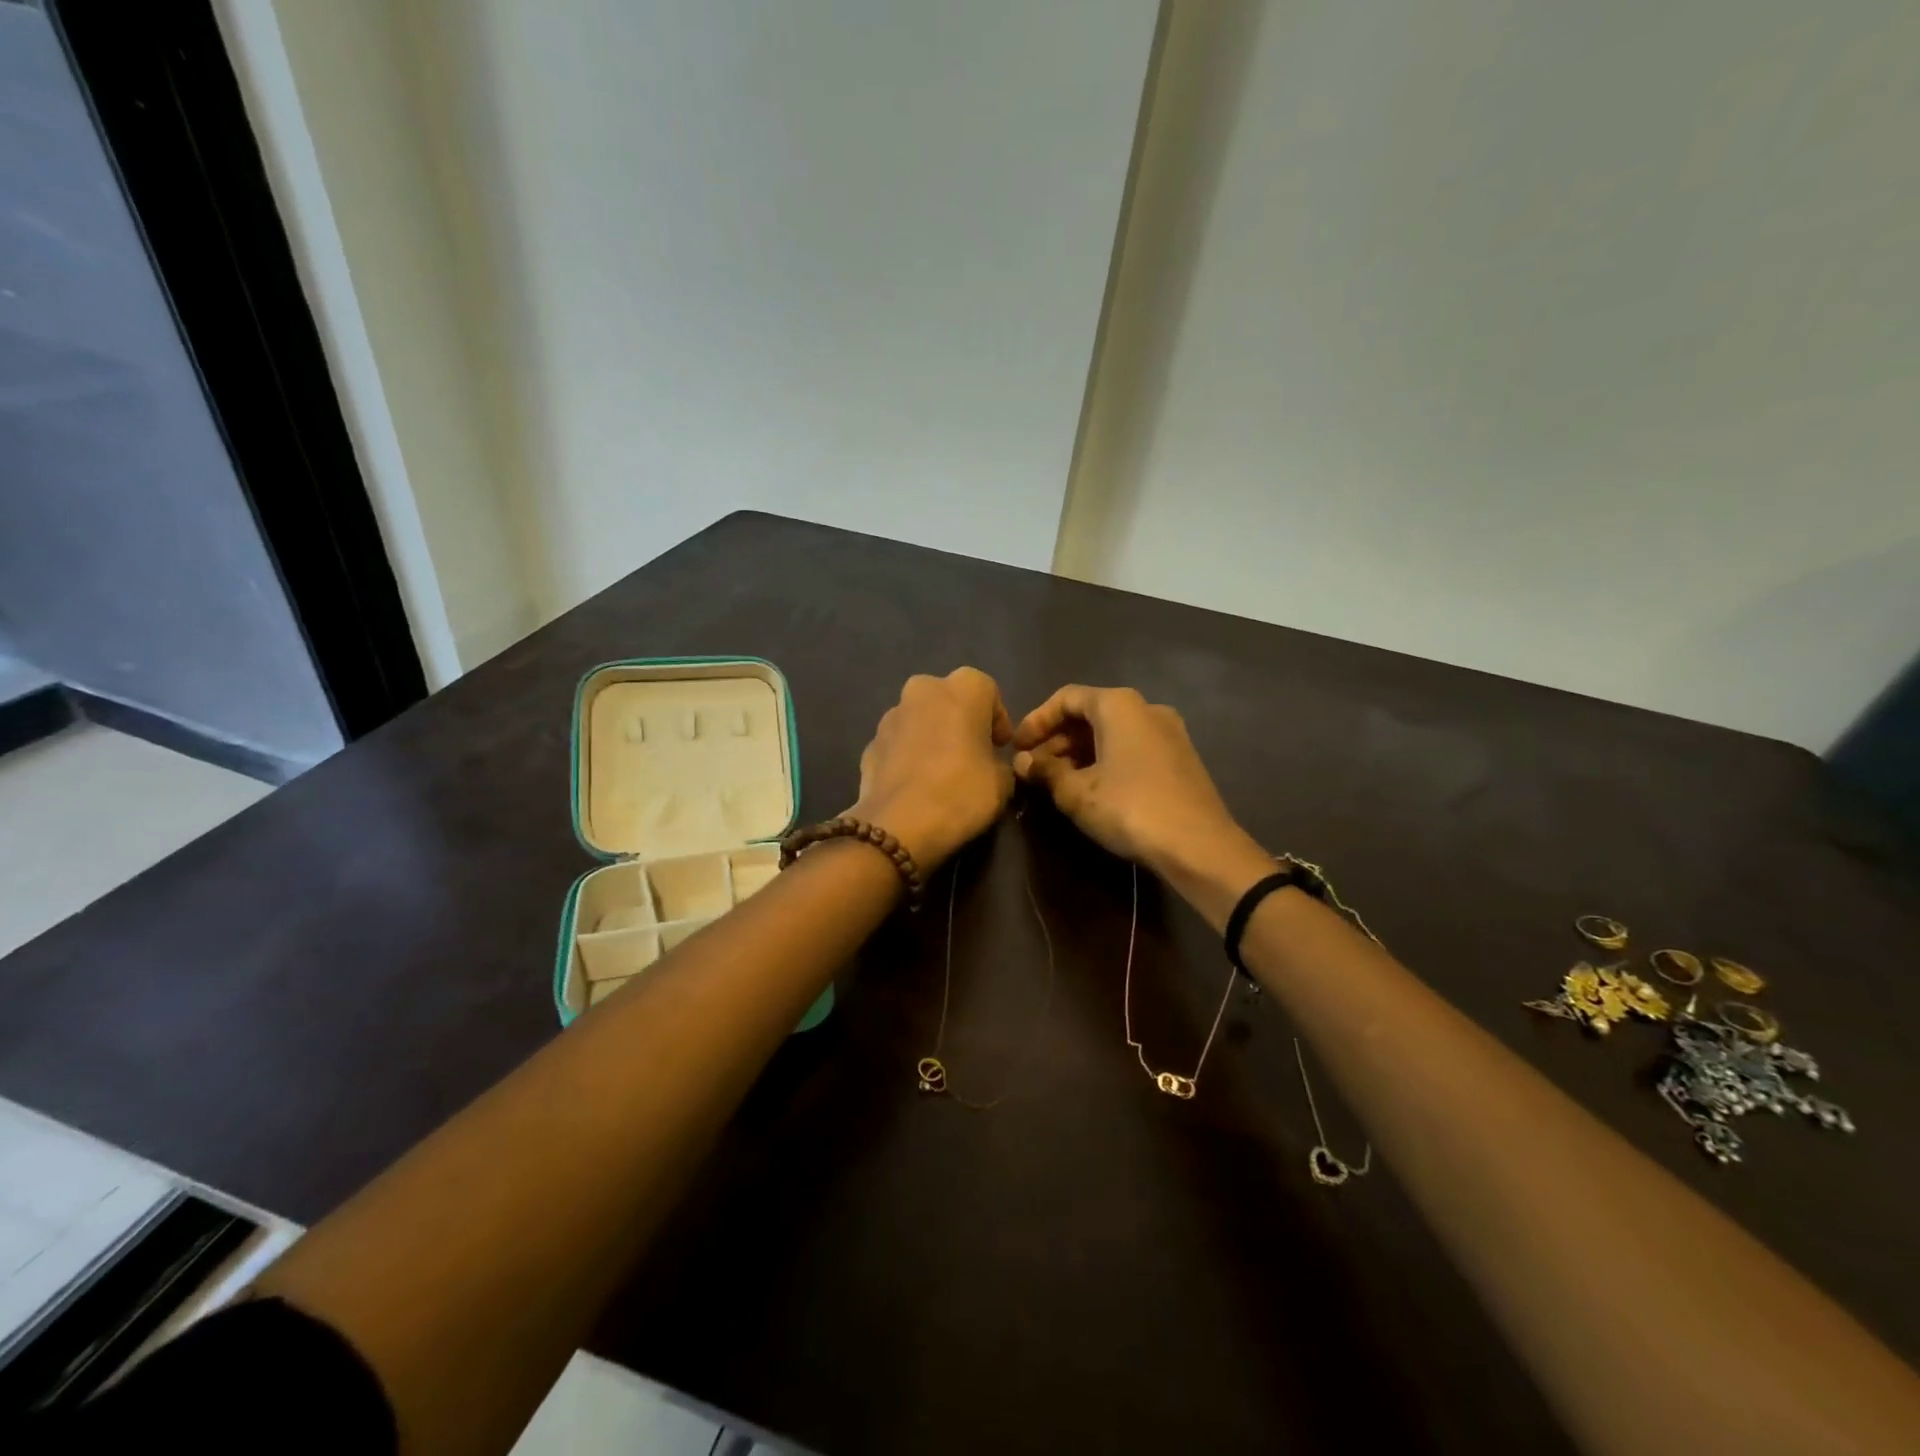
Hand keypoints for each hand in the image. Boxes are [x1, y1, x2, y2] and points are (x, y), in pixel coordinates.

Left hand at [849, 668, 1015, 871]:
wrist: (897, 825)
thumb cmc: (961, 792)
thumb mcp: (1002, 783)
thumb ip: (1000, 763)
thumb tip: (991, 765)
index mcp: (962, 688)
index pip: (988, 691)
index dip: (997, 720)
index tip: (1000, 747)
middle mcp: (923, 690)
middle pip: (949, 699)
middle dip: (961, 721)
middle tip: (972, 754)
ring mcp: (891, 715)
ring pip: (920, 719)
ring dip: (932, 736)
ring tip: (941, 772)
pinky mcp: (870, 743)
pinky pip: (899, 743)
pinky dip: (908, 756)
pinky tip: (916, 785)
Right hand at [1012, 685, 1258, 881]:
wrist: (1199, 846)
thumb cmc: (1130, 808)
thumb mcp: (1076, 792)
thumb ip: (1045, 771)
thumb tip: (1022, 762)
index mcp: (1119, 705)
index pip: (1066, 698)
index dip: (1036, 720)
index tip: (1017, 747)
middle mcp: (1146, 708)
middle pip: (1090, 713)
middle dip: (1057, 739)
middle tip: (1033, 768)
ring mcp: (1168, 732)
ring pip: (1112, 732)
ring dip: (1079, 752)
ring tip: (1056, 781)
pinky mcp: (1180, 757)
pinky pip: (1132, 747)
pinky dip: (1105, 760)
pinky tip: (1091, 788)